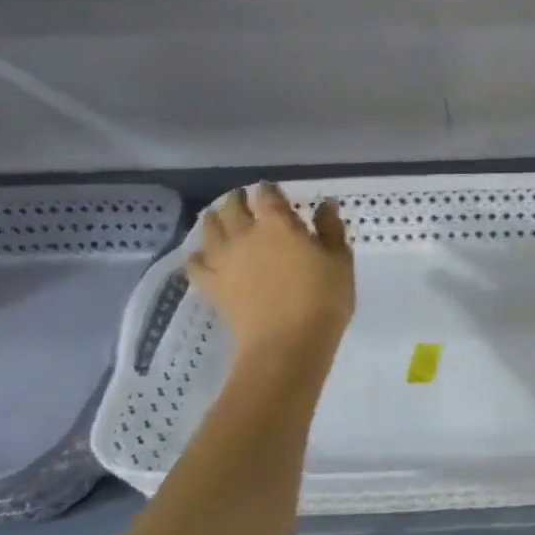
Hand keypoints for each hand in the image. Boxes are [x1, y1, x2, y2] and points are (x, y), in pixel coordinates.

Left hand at [188, 184, 354, 354]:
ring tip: (219, 219)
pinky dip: (197, 256)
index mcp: (278, 223)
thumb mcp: (340, 261)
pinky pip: (193, 263)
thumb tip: (326, 205)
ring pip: (209, 228)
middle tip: (244, 200)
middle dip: (237, 199)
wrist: (288, 344)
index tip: (273, 191)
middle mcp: (245, 233)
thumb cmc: (323, 299)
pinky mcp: (210, 284)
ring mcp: (223, 259)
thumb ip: (331, 229)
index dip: (269, 190)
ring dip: (214, 219)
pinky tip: (203, 257)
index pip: (267, 194)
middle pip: (231, 206)